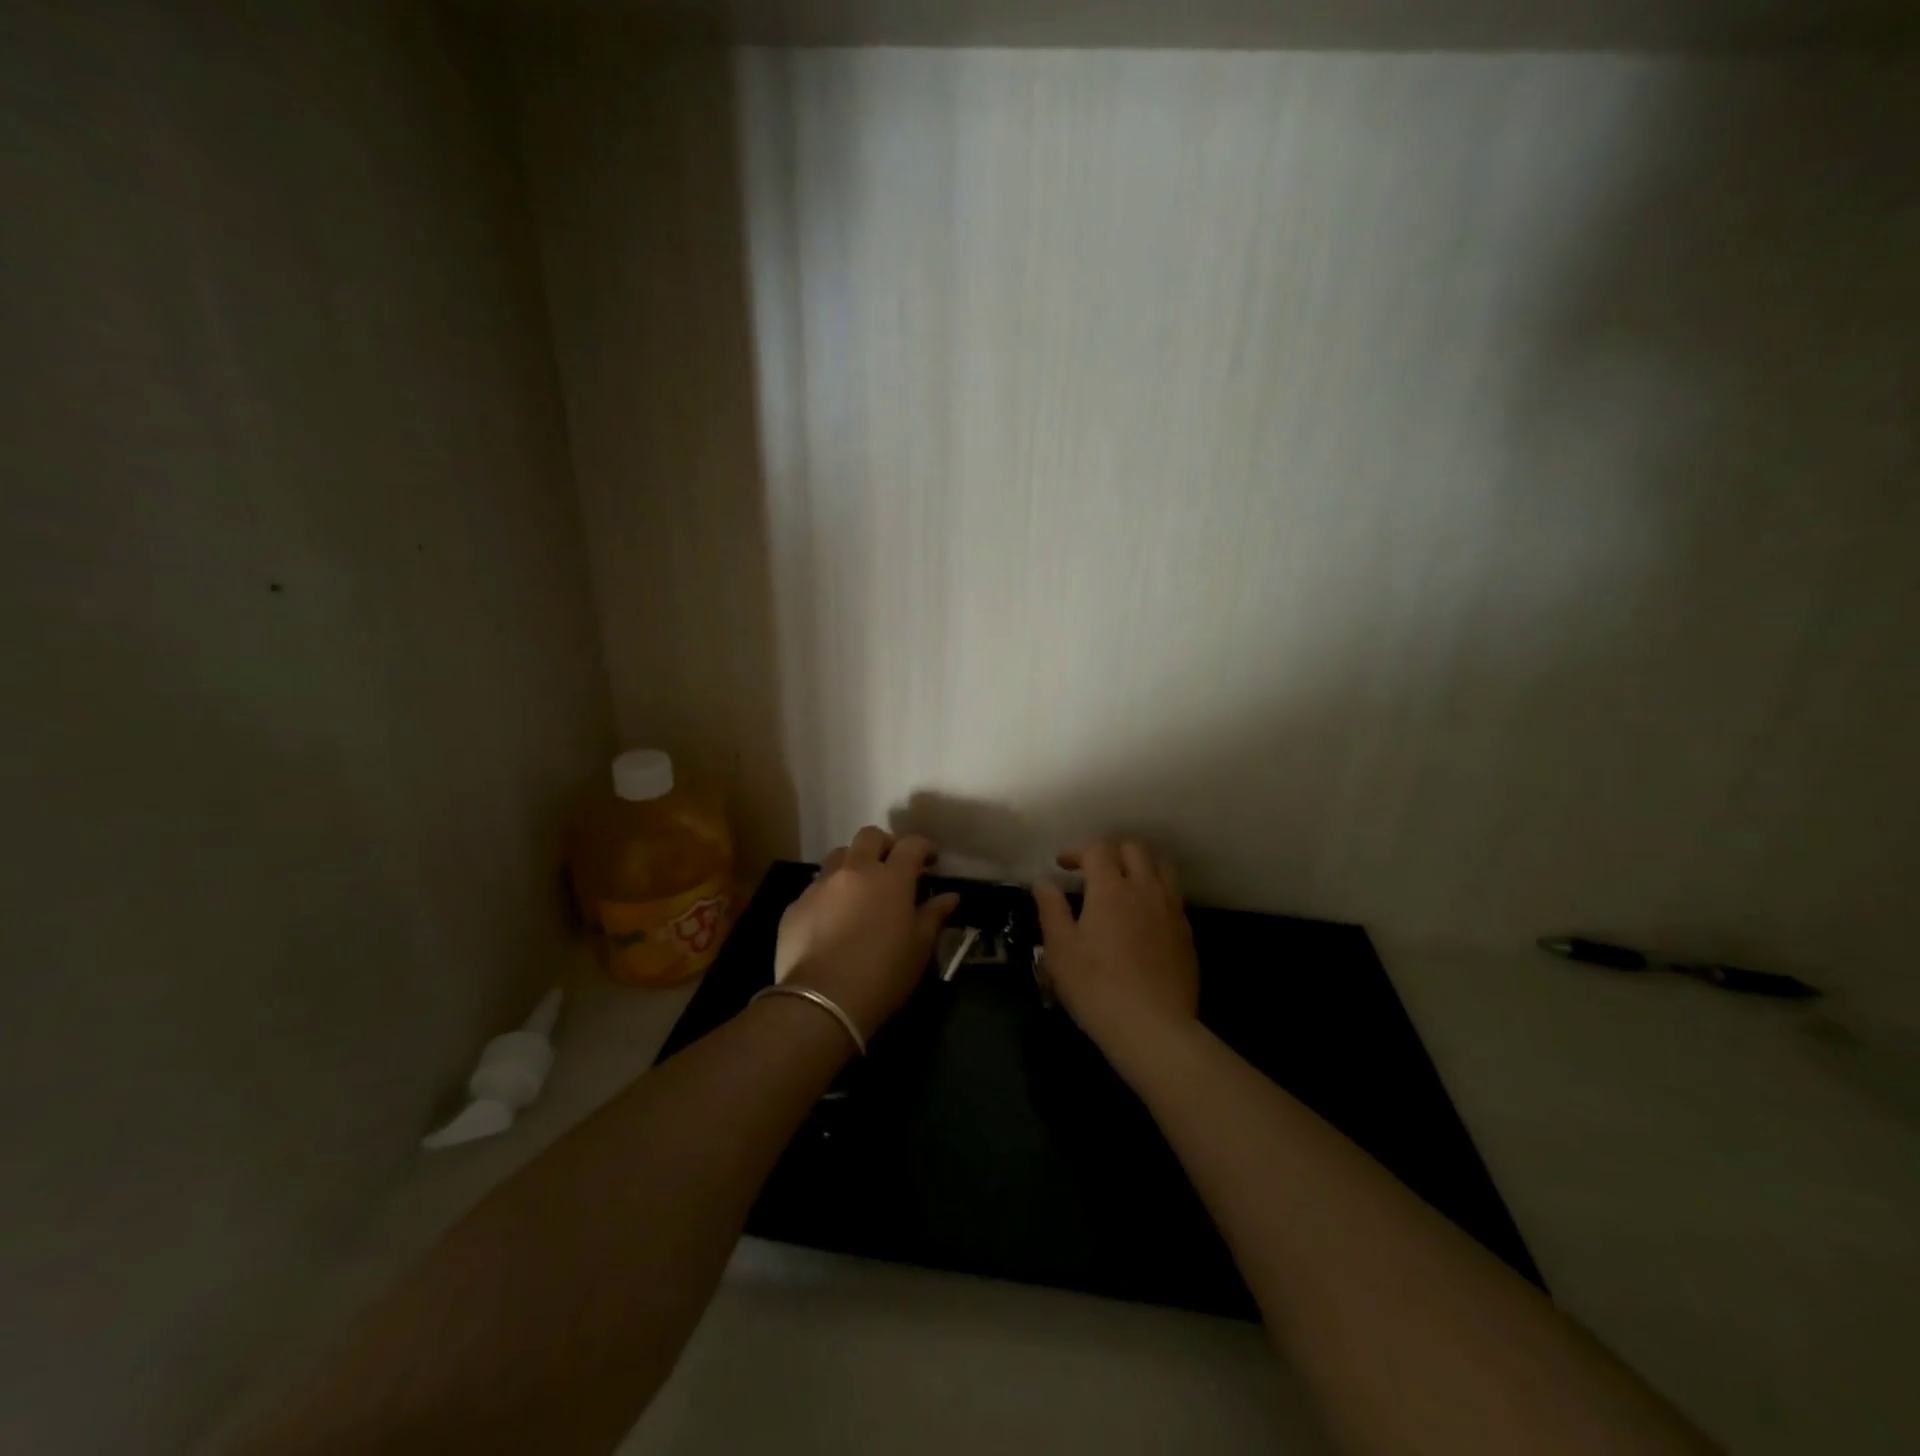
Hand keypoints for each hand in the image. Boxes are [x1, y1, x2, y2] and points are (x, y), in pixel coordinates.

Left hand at [773, 827, 959, 1039]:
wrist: (822, 1001)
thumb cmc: (883, 974)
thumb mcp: (919, 948)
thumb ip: (934, 916)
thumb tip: (949, 897)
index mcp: (891, 878)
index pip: (911, 844)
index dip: (923, 847)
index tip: (930, 861)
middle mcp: (854, 871)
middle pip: (869, 836)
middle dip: (884, 845)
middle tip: (892, 867)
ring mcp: (820, 885)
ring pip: (838, 856)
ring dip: (853, 864)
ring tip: (859, 889)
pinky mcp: (795, 905)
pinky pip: (815, 888)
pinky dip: (828, 894)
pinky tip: (831, 919)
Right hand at [1033, 839, 1199, 1070]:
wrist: (1153, 1027)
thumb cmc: (1096, 986)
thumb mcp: (1060, 949)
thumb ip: (1051, 909)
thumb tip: (1043, 882)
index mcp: (1111, 888)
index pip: (1098, 848)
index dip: (1078, 850)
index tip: (1063, 866)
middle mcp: (1145, 889)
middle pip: (1134, 848)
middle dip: (1111, 850)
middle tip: (1093, 870)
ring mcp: (1171, 909)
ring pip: (1161, 867)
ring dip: (1140, 865)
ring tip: (1124, 883)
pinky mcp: (1187, 933)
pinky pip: (1173, 896)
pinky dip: (1156, 892)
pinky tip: (1144, 916)